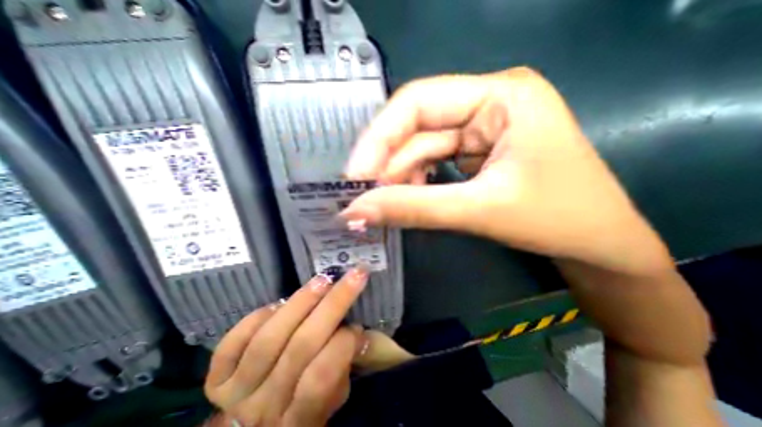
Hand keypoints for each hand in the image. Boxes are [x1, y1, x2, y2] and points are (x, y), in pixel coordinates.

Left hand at [206, 271, 364, 426]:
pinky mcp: (216, 378)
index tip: (359, 323)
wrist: (256, 425)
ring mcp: (237, 392)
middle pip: (300, 347)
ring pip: (269, 339)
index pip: (321, 378)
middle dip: (333, 304)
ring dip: (300, 303)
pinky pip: (234, 341)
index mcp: (301, 418)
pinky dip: (259, 317)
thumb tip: (361, 332)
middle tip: (353, 276)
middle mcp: (266, 407)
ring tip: (323, 280)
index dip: (343, 345)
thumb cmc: (305, 402)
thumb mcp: (334, 396)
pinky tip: (280, 304)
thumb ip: (347, 365)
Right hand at [346, 67, 671, 273]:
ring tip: (386, 205)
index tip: (354, 176)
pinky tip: (408, 201)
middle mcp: (487, 103)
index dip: (378, 138)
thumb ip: (414, 208)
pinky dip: (415, 183)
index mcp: (500, 95)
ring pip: (421, 148)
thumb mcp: (479, 211)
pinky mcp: (475, 153)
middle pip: (416, 127)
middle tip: (363, 197)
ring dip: (400, 178)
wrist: (599, 244)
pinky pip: (432, 163)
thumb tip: (357, 211)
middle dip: (387, 164)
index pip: (417, 101)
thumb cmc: (557, 220)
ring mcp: (480, 128)